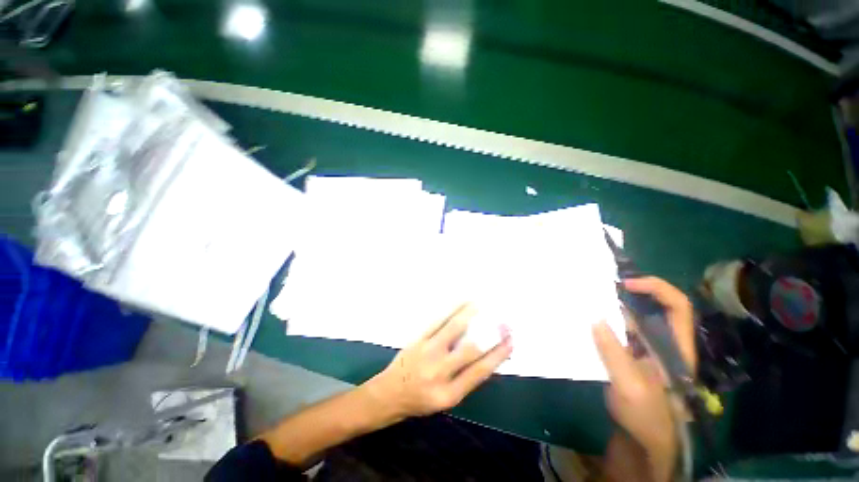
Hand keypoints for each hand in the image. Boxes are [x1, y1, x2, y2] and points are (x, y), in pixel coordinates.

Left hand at [365, 304, 512, 420]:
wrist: (388, 394)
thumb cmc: (419, 401)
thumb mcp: (446, 399)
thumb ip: (465, 379)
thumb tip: (485, 356)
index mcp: (449, 394)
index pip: (480, 372)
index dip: (498, 355)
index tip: (510, 341)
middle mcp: (439, 372)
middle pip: (470, 349)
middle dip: (490, 334)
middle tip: (503, 321)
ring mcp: (427, 352)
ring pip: (453, 329)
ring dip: (470, 315)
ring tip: (483, 304)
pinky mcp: (418, 339)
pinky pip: (438, 321)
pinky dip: (451, 310)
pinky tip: (461, 303)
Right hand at [593, 277, 695, 454]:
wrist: (642, 443)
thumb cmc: (646, 417)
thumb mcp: (631, 386)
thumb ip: (614, 352)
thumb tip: (594, 318)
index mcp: (675, 346)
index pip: (677, 306)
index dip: (655, 288)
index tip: (625, 284)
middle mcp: (661, 342)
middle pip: (651, 307)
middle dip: (626, 293)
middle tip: (596, 286)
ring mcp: (644, 350)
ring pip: (630, 319)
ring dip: (611, 308)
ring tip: (586, 299)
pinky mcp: (628, 356)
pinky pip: (616, 332)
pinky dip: (603, 323)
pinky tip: (584, 321)